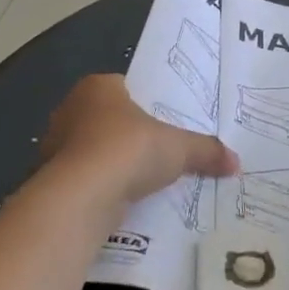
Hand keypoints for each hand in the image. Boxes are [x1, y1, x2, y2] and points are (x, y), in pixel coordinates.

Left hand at [41, 75, 237, 206]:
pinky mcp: (52, 180)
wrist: (81, 197)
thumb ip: (206, 150)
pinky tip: (123, 202)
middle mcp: (71, 110)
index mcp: (98, 87)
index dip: (146, 103)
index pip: (124, 87)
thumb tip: (236, 162)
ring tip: (145, 180)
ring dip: (114, 165)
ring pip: (93, 151)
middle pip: (108, 119)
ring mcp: (55, 146)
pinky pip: (84, 181)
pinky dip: (101, 189)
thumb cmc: (128, 150)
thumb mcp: (179, 147)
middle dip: (130, 136)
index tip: (166, 120)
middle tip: (160, 151)